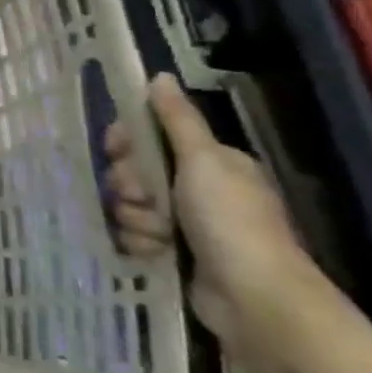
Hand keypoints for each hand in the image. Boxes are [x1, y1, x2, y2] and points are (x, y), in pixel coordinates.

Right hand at [104, 73, 321, 348]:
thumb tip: (159, 75)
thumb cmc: (230, 220)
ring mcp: (184, 223)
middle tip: (145, 198)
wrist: (253, 297)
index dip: (126, 143)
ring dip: (135, 219)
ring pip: (129, 206)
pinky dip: (140, 243)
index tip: (117, 151)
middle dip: (130, 186)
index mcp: (209, 161)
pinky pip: (134, 236)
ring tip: (159, 235)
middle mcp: (196, 187)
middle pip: (132, 172)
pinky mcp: (172, 253)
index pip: (148, 137)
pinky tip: (155, 253)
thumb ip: (177, 119)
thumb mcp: (203, 161)